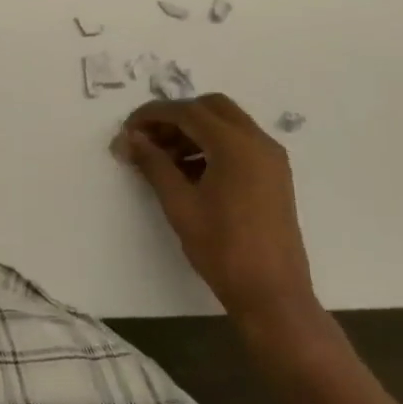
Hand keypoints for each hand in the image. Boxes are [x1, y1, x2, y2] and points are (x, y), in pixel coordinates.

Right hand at [116, 93, 333, 354]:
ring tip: (164, 159)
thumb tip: (129, 139)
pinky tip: (190, 172)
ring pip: (227, 124)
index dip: (153, 115)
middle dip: (176, 117)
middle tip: (148, 139)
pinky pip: (240, 144)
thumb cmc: (222, 249)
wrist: (272, 295)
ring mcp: (271, 158)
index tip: (127, 130)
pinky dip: (213, 146)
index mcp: (235, 145)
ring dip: (194, 131)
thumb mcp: (180, 204)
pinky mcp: (275, 175)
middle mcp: (258, 141)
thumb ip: (154, 164)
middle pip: (211, 108)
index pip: (187, 111)